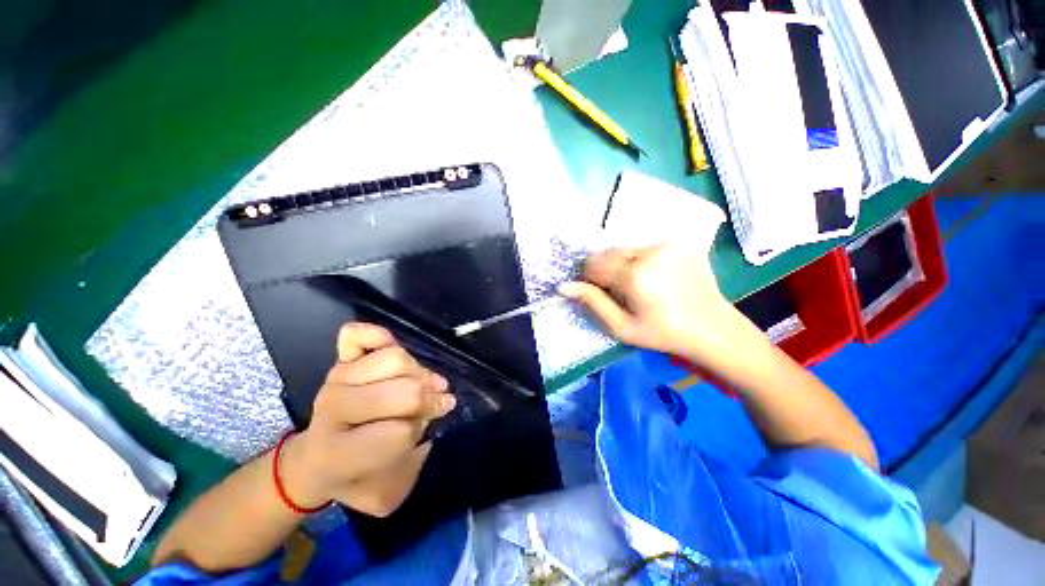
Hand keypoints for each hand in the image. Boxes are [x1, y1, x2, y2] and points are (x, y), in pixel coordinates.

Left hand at [280, 323, 454, 516]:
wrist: (316, 460)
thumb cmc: (356, 477)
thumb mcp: (388, 491)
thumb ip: (414, 461)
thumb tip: (434, 410)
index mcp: (337, 454)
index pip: (397, 433)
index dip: (418, 432)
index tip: (426, 431)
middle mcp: (333, 410)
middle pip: (402, 392)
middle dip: (427, 400)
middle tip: (436, 405)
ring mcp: (336, 379)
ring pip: (395, 359)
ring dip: (418, 372)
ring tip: (422, 384)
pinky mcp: (340, 360)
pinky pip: (358, 335)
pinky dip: (377, 334)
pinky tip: (390, 347)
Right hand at [560, 244, 748, 366]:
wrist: (712, 328)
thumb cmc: (662, 333)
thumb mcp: (621, 327)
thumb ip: (592, 302)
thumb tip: (564, 286)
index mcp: (634, 275)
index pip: (592, 264)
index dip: (591, 279)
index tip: (603, 295)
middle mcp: (650, 251)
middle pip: (608, 253)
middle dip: (607, 271)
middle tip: (623, 292)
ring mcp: (668, 243)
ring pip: (625, 249)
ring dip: (624, 264)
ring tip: (642, 285)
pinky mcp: (680, 242)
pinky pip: (646, 247)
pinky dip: (642, 260)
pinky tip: (657, 278)